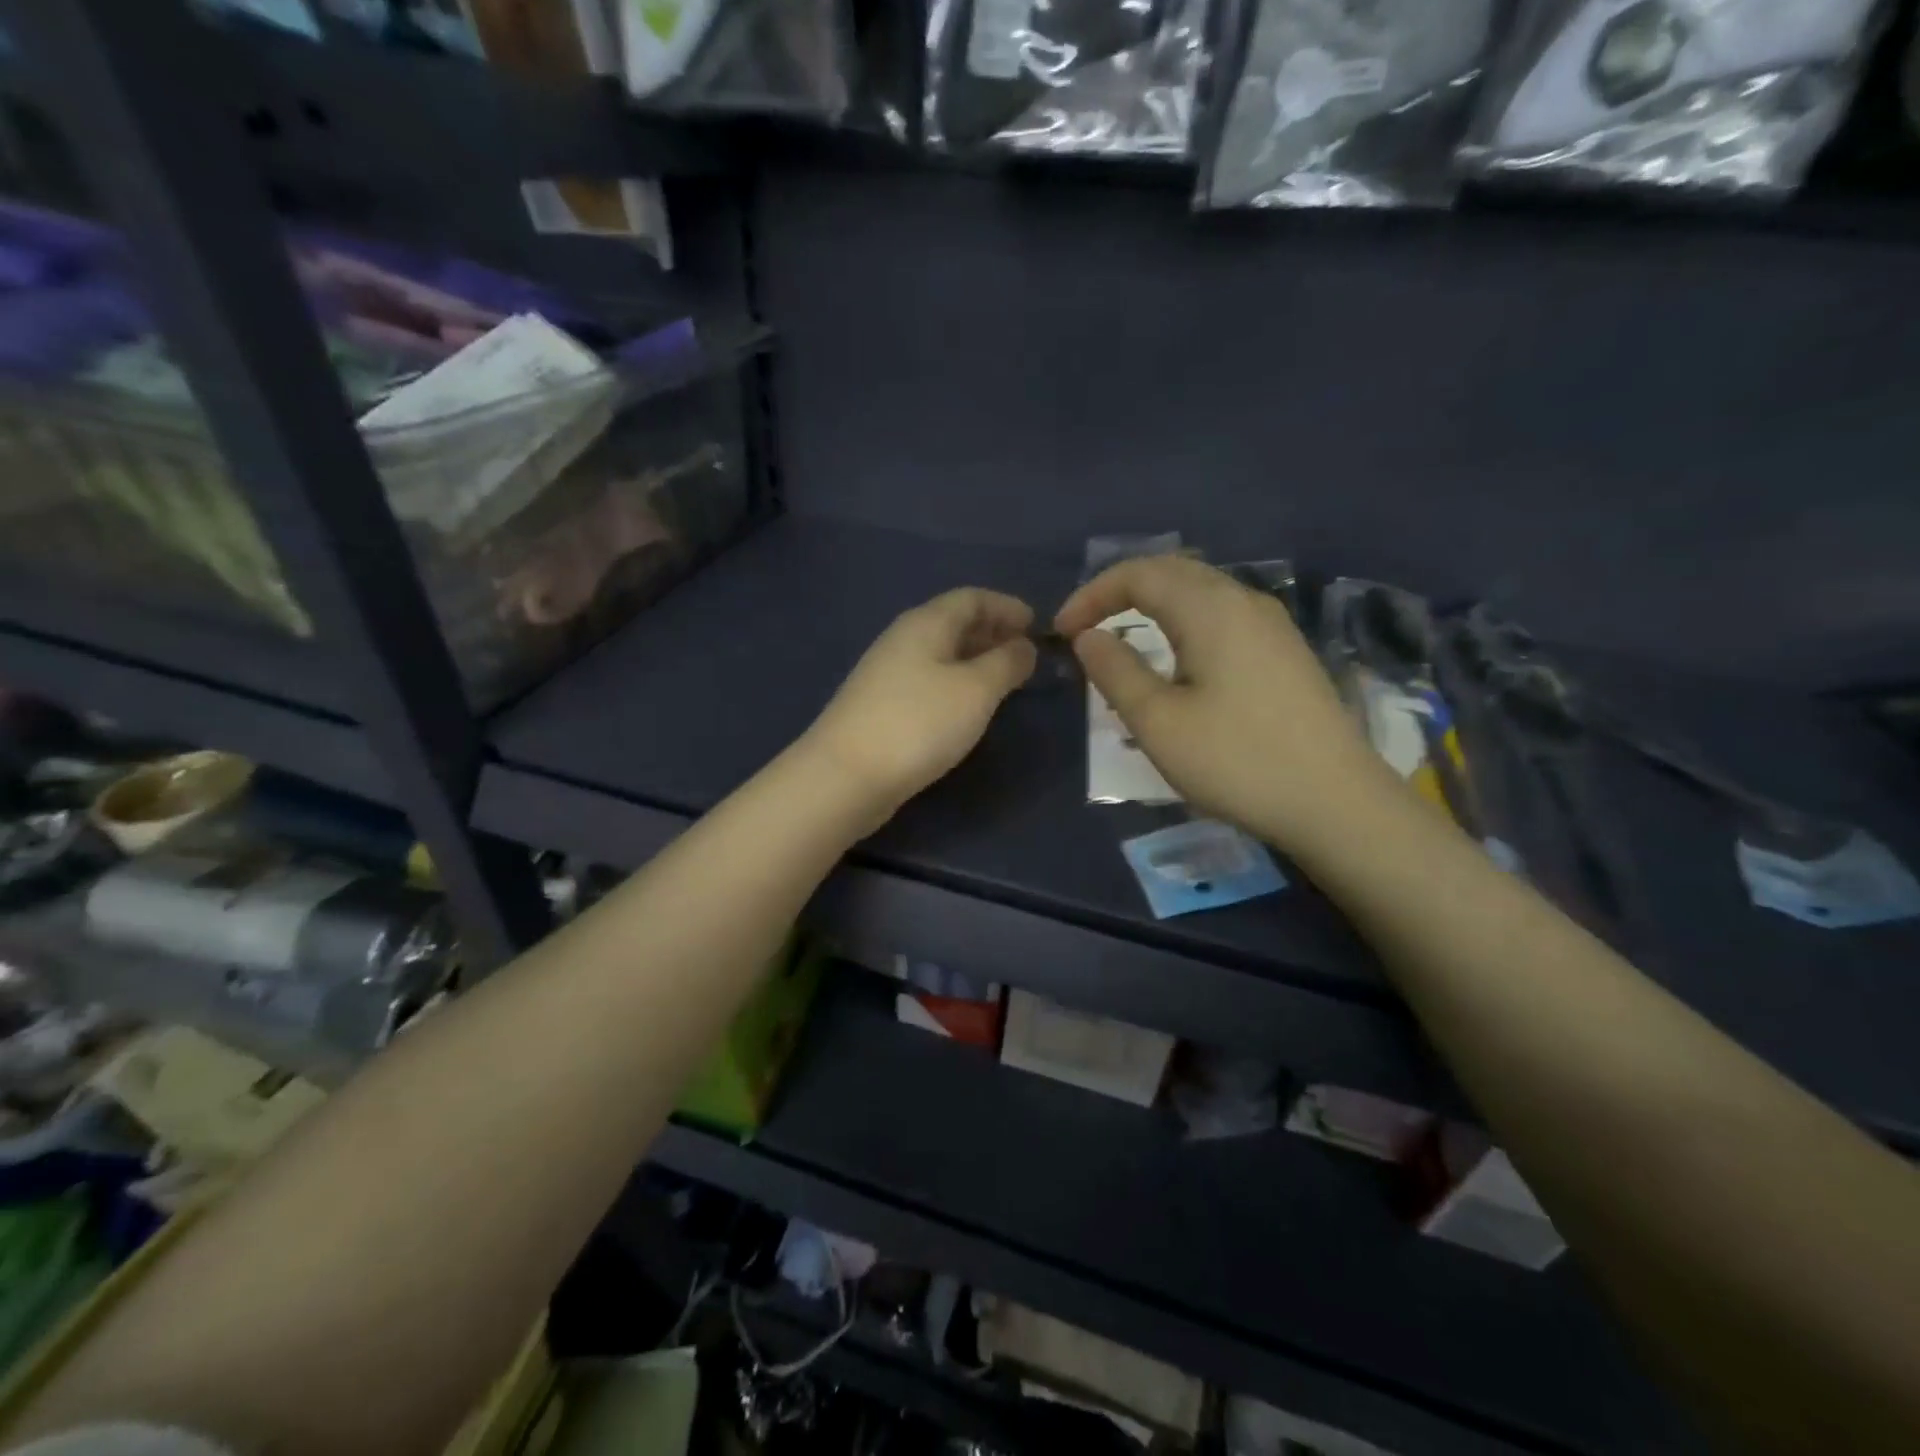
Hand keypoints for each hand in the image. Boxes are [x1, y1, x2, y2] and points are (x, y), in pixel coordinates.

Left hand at [804, 588, 1037, 823]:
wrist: (846, 776)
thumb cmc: (918, 723)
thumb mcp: (976, 690)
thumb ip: (1006, 663)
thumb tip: (1024, 646)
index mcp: (926, 623)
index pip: (971, 598)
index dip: (1006, 606)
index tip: (1036, 624)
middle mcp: (904, 639)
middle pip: (953, 622)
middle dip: (992, 631)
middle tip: (1025, 653)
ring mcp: (888, 673)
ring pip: (941, 653)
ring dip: (975, 659)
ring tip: (1005, 678)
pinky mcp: (882, 705)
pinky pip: (929, 679)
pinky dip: (956, 682)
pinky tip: (968, 706)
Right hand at [1055, 556, 1392, 850]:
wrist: (1335, 803)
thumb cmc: (1237, 760)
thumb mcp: (1158, 722)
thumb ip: (1115, 671)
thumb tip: (1089, 637)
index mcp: (1211, 608)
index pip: (1139, 574)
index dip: (1092, 595)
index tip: (1062, 631)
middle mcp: (1245, 601)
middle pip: (1173, 572)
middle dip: (1121, 592)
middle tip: (1086, 628)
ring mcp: (1272, 626)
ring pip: (1201, 593)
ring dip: (1154, 606)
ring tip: (1124, 641)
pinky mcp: (1285, 652)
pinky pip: (1222, 617)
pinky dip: (1184, 623)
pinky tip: (1177, 661)